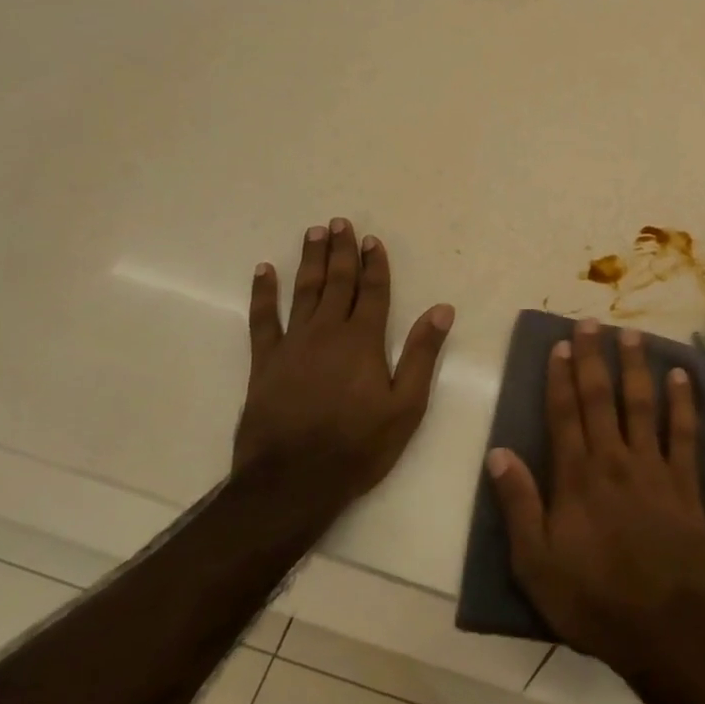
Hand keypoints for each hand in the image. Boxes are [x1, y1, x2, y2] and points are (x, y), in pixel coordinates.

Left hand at [237, 218, 453, 511]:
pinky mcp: (264, 363)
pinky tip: (264, 271)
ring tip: (313, 233)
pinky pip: (262, 319)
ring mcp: (292, 345)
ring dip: (310, 261)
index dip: (374, 264)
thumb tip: (442, 310)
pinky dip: (263, 293)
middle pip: (337, 283)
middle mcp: (327, 332)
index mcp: (363, 341)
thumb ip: (421, 354)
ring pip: (304, 291)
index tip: (372, 239)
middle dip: (341, 251)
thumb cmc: (358, 446)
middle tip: (339, 222)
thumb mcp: (406, 406)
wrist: (293, 481)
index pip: (372, 291)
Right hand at [486, 319, 704, 675]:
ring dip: (636, 367)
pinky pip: (684, 433)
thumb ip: (518, 504)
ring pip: (642, 405)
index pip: (564, 414)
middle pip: (601, 398)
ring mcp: (653, 468)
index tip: (560, 345)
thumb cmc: (591, 598)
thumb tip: (498, 453)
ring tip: (631, 335)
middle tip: (591, 323)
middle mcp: (613, 460)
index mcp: (576, 477)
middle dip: (594, 358)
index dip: (560, 377)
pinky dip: (682, 402)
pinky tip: (680, 376)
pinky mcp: (684, 483)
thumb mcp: (536, 563)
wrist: (660, 628)